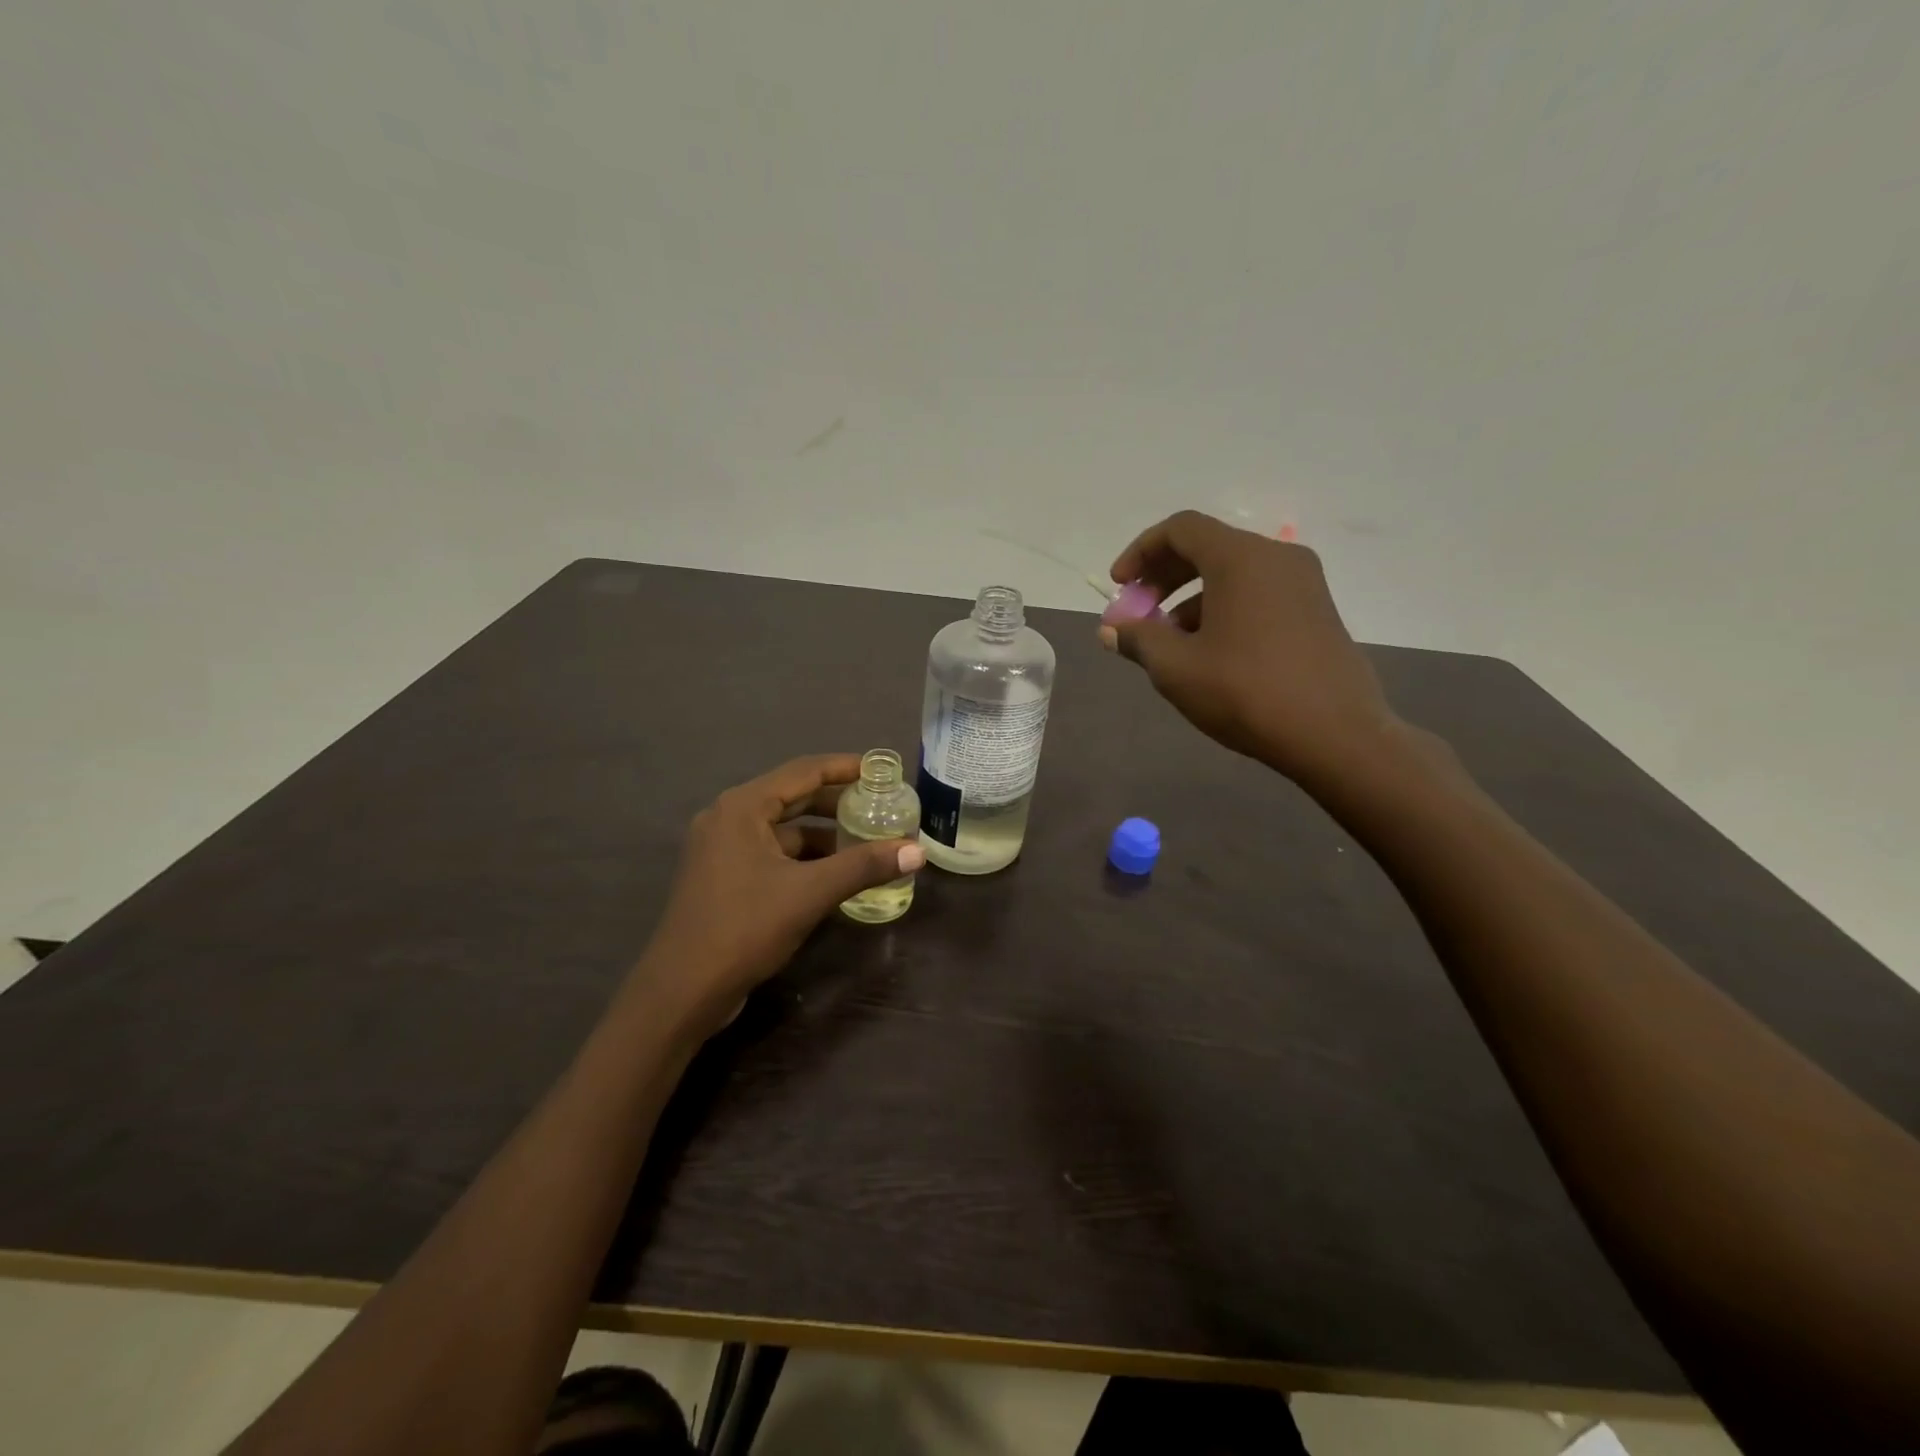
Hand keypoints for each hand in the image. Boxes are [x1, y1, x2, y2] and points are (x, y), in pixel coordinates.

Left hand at [637, 755, 924, 1032]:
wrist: (681, 991)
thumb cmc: (743, 928)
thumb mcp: (810, 893)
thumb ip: (863, 866)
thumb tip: (917, 851)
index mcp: (743, 807)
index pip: (804, 771)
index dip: (846, 767)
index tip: (883, 770)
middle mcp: (729, 818)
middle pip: (794, 797)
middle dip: (839, 802)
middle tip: (882, 806)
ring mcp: (723, 849)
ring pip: (784, 829)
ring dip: (824, 834)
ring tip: (868, 841)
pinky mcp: (725, 877)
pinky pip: (773, 854)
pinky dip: (805, 858)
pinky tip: (837, 873)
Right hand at [1101, 511, 1401, 784]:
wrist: (1335, 735)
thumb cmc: (1246, 692)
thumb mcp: (1177, 668)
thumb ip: (1138, 640)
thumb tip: (1112, 629)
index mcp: (1241, 558)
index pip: (1180, 529)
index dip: (1140, 552)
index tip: (1120, 587)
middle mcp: (1276, 557)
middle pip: (1207, 548)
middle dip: (1163, 578)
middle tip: (1138, 613)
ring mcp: (1303, 583)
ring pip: (1232, 574)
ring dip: (1190, 599)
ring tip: (1169, 644)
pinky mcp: (1316, 611)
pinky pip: (1257, 594)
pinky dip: (1223, 610)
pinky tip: (1209, 654)